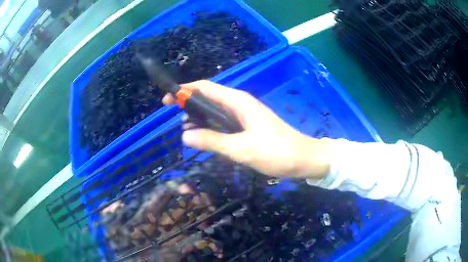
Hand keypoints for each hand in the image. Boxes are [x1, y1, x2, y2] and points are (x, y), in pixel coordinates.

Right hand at [163, 80, 329, 178]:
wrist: (303, 159)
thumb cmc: (276, 152)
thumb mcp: (241, 149)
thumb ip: (211, 141)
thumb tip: (184, 136)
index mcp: (238, 101)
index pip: (205, 87)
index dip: (184, 90)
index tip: (166, 100)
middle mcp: (239, 104)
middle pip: (208, 97)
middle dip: (189, 105)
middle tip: (176, 123)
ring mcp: (244, 115)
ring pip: (215, 111)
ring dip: (199, 118)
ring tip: (186, 133)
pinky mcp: (247, 126)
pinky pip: (223, 122)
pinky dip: (210, 127)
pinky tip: (204, 138)